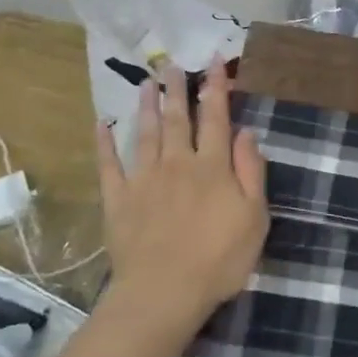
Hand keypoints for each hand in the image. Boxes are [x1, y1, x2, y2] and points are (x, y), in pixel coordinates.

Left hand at [95, 57, 268, 350]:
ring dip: (146, 106)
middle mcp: (177, 163)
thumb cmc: (219, 259)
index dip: (215, 88)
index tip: (213, 62)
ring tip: (146, 82)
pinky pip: (109, 165)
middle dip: (176, 89)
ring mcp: (144, 179)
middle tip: (171, 64)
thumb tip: (246, 131)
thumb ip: (250, 171)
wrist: (164, 294)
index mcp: (211, 166)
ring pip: (145, 133)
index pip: (215, 117)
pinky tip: (103, 123)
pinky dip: (105, 143)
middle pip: (176, 118)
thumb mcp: (255, 217)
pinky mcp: (118, 200)